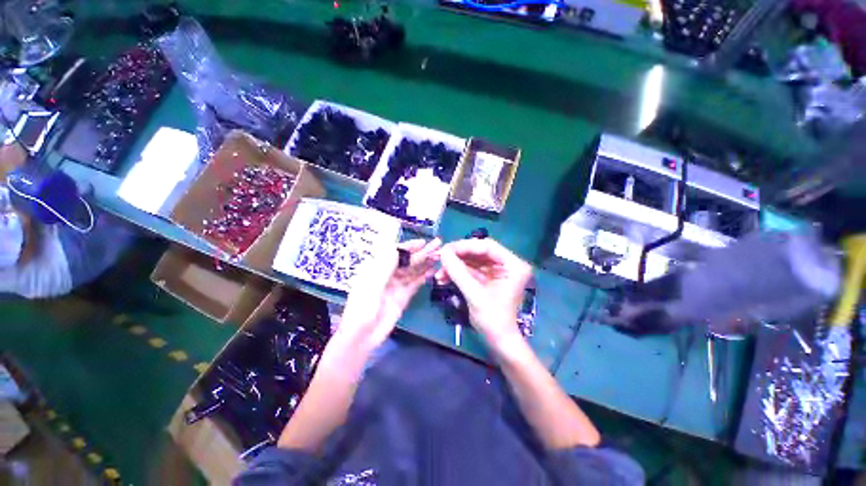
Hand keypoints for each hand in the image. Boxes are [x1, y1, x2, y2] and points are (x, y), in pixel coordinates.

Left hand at [337, 239, 440, 352]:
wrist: (362, 335)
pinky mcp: (403, 296)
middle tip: (437, 245)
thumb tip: (397, 247)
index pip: (395, 252)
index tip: (423, 242)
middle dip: (421, 252)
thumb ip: (386, 265)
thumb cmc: (362, 307)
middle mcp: (387, 274)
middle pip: (407, 260)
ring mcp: (396, 285)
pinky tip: (433, 270)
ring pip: (413, 271)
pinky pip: (415, 283)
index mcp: (376, 267)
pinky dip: (424, 277)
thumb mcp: (372, 283)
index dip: (409, 246)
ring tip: (439, 256)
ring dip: (425, 263)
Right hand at [436, 238, 532, 349]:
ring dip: (455, 266)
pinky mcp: (488, 278)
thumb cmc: (493, 320)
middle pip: (479, 251)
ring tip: (439, 273)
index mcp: (513, 265)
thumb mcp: (475, 295)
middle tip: (440, 258)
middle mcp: (507, 264)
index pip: (487, 246)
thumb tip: (442, 253)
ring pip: (472, 260)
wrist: (499, 341)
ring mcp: (497, 271)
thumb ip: (458, 272)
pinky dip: (457, 273)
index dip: (465, 246)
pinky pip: (470, 269)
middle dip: (458, 256)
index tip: (446, 250)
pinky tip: (443, 278)